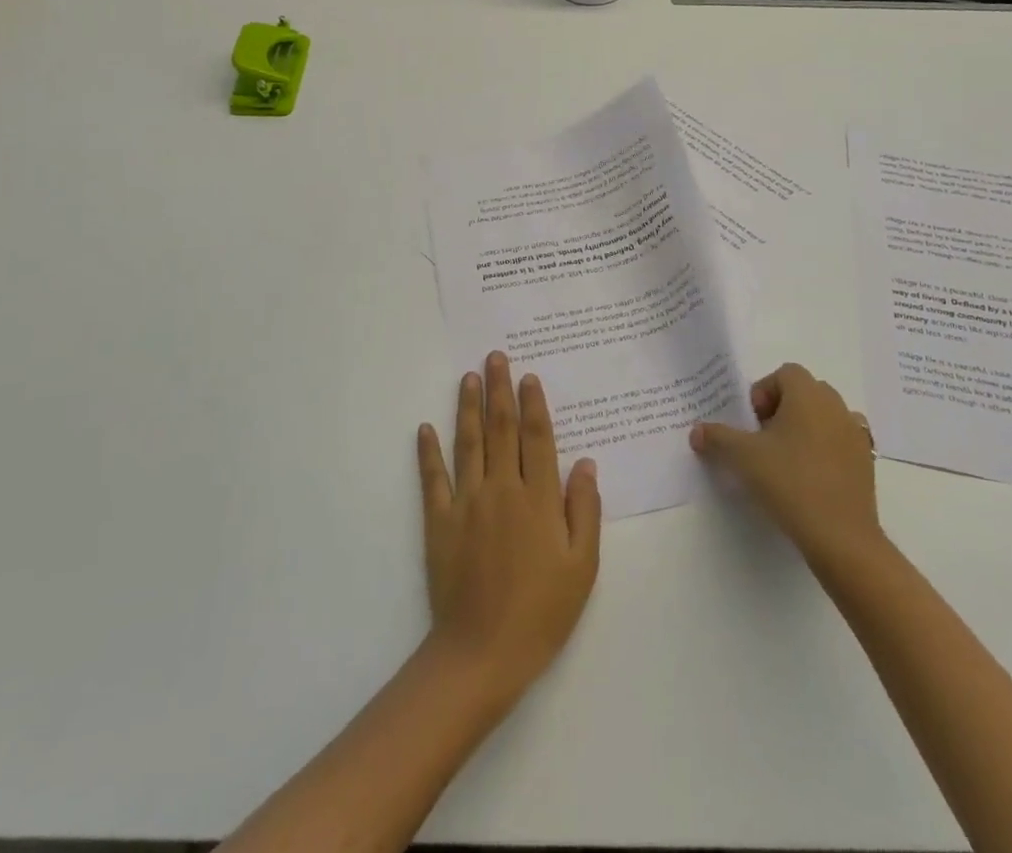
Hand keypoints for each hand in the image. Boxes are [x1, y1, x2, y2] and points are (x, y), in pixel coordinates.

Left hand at [416, 351, 601, 707]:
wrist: (482, 654)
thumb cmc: (541, 613)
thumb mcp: (581, 568)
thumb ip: (585, 511)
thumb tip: (586, 464)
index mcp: (538, 499)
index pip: (537, 438)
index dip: (533, 404)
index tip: (528, 376)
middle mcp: (501, 489)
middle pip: (501, 428)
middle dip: (499, 389)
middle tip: (495, 357)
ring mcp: (466, 503)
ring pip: (467, 443)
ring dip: (467, 406)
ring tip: (468, 377)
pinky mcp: (439, 522)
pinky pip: (433, 479)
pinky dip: (428, 451)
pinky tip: (425, 427)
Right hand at [690, 362, 882, 565]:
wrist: (841, 536)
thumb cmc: (790, 482)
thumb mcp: (742, 457)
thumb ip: (717, 438)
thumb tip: (696, 431)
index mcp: (808, 395)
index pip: (785, 373)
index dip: (764, 391)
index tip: (753, 423)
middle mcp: (836, 406)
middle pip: (806, 391)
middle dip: (783, 408)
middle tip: (765, 438)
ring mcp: (855, 435)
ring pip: (826, 416)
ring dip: (806, 427)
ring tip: (789, 458)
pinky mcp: (866, 463)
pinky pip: (842, 441)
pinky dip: (827, 449)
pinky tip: (812, 476)